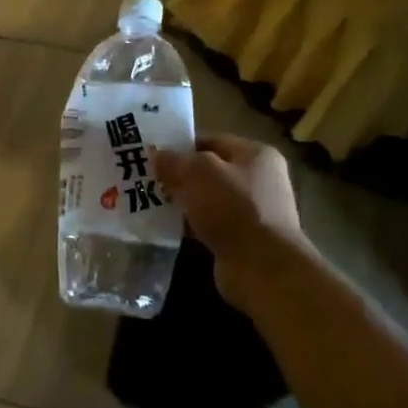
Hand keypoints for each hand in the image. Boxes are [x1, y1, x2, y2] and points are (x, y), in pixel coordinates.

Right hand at [155, 135, 302, 304]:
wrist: (261, 266)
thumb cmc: (232, 207)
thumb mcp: (197, 172)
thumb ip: (174, 160)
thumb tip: (156, 154)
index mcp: (255, 154)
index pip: (211, 141)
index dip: (180, 145)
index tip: (152, 154)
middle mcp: (258, 179)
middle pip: (208, 171)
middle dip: (177, 175)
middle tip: (146, 179)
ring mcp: (251, 211)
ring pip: (206, 199)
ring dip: (181, 202)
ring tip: (148, 203)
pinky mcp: (241, 238)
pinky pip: (207, 224)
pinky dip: (188, 225)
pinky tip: (164, 227)